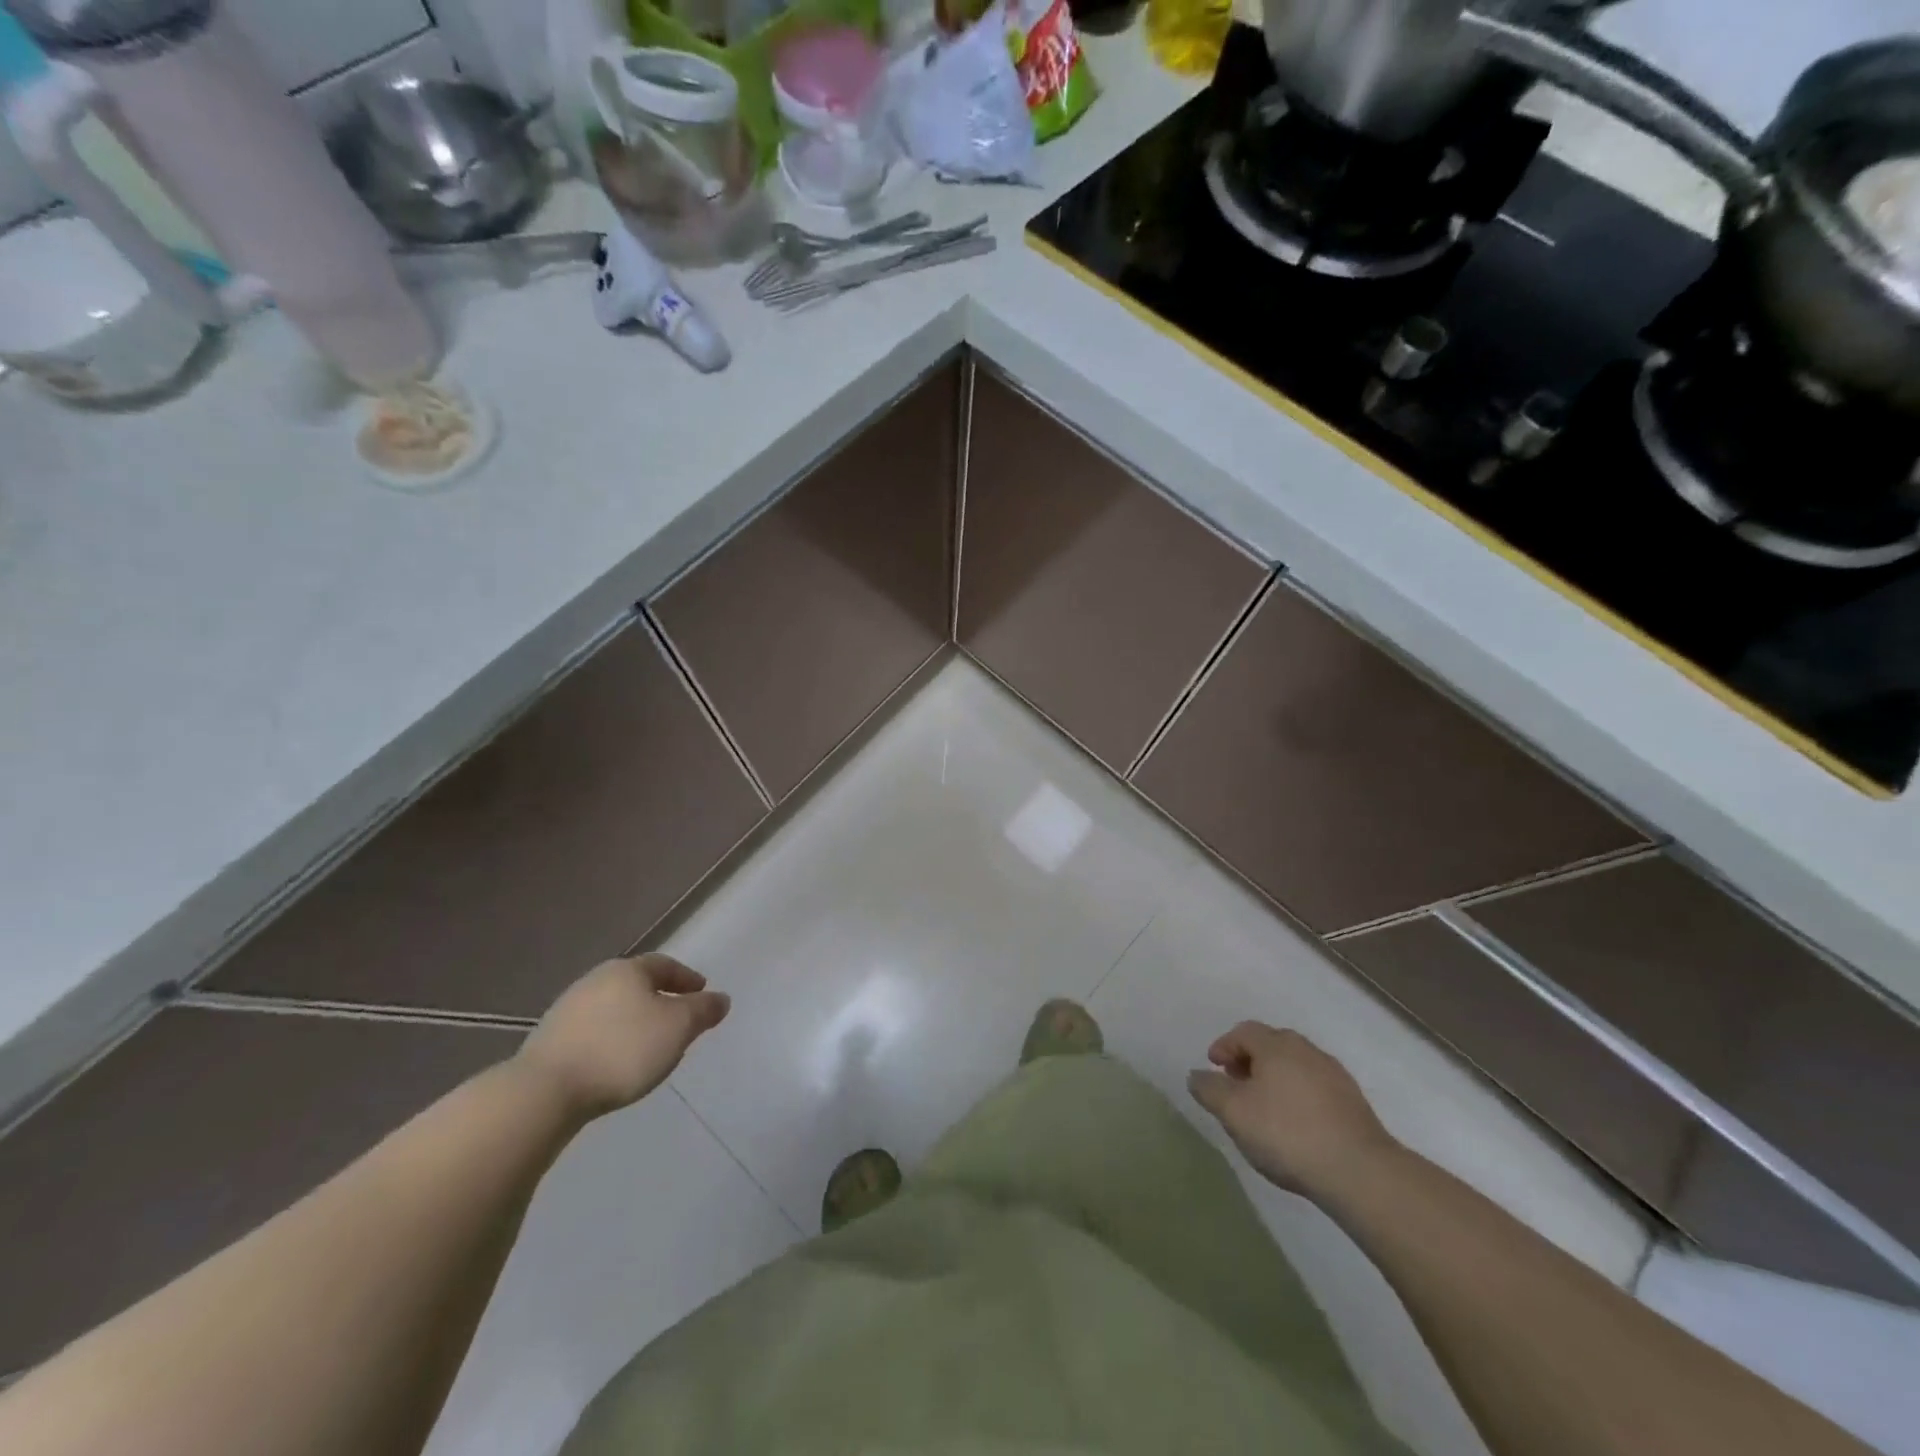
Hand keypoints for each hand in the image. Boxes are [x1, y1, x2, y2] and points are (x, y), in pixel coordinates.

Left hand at [516, 955, 729, 1120]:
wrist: (545, 1091)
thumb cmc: (622, 1050)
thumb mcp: (678, 1028)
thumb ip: (703, 1011)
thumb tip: (720, 998)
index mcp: (628, 970)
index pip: (664, 965)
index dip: (686, 978)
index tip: (702, 993)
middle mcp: (596, 980)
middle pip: (636, 984)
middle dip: (659, 998)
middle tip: (678, 1018)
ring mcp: (568, 1009)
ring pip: (613, 1008)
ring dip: (634, 1020)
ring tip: (649, 1045)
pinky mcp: (549, 1040)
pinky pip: (593, 1031)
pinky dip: (611, 1038)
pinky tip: (616, 1061)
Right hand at [1187, 1023, 1398, 1200]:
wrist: (1360, 1171)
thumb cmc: (1287, 1134)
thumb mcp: (1234, 1113)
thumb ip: (1209, 1090)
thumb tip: (1196, 1075)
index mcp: (1276, 1045)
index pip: (1244, 1032)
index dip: (1224, 1046)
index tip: (1214, 1068)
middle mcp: (1306, 1050)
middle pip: (1271, 1045)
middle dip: (1249, 1060)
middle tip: (1236, 1085)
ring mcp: (1334, 1075)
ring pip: (1295, 1066)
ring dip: (1275, 1079)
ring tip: (1264, 1108)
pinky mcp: (1353, 1102)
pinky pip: (1315, 1087)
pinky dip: (1297, 1096)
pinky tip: (1295, 1125)